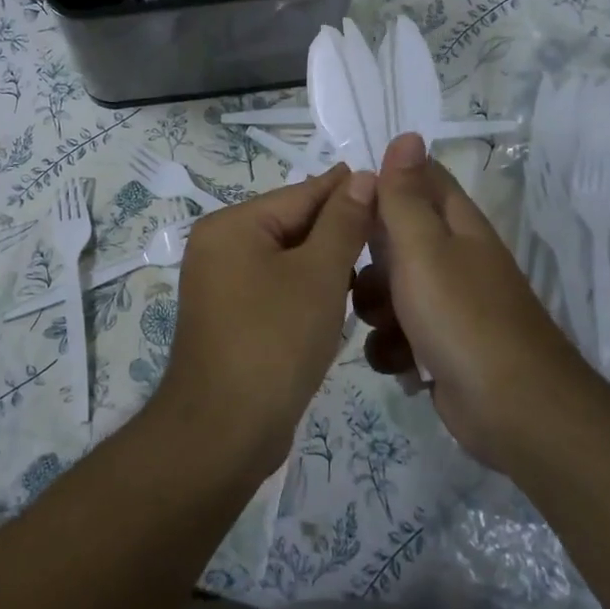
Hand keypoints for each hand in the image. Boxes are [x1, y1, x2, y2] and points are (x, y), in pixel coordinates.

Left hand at [154, 165, 375, 478]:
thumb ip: (342, 223)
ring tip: (374, 260)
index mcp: (231, 225)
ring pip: (286, 257)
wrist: (224, 431)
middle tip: (391, 227)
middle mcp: (219, 246)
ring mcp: (221, 283)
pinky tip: (341, 295)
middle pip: (290, 224)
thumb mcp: (318, 275)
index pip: (300, 194)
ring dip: (325, 260)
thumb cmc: (274, 341)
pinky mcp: (231, 316)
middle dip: (338, 227)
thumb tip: (362, 177)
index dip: (346, 189)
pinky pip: (276, 286)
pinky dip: (306, 287)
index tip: (388, 181)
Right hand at [355, 134, 588, 470]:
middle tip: (349, 272)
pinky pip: (399, 334)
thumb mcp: (423, 247)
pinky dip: (392, 348)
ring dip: (374, 308)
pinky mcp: (440, 347)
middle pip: (394, 239)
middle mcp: (452, 258)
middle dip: (366, 258)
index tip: (344, 198)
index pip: (417, 179)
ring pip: (389, 290)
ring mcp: (448, 305)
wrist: (514, 410)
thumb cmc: (462, 316)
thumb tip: (407, 134)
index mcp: (455, 224)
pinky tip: (397, 362)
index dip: (381, 182)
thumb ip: (405, 195)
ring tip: (381, 326)